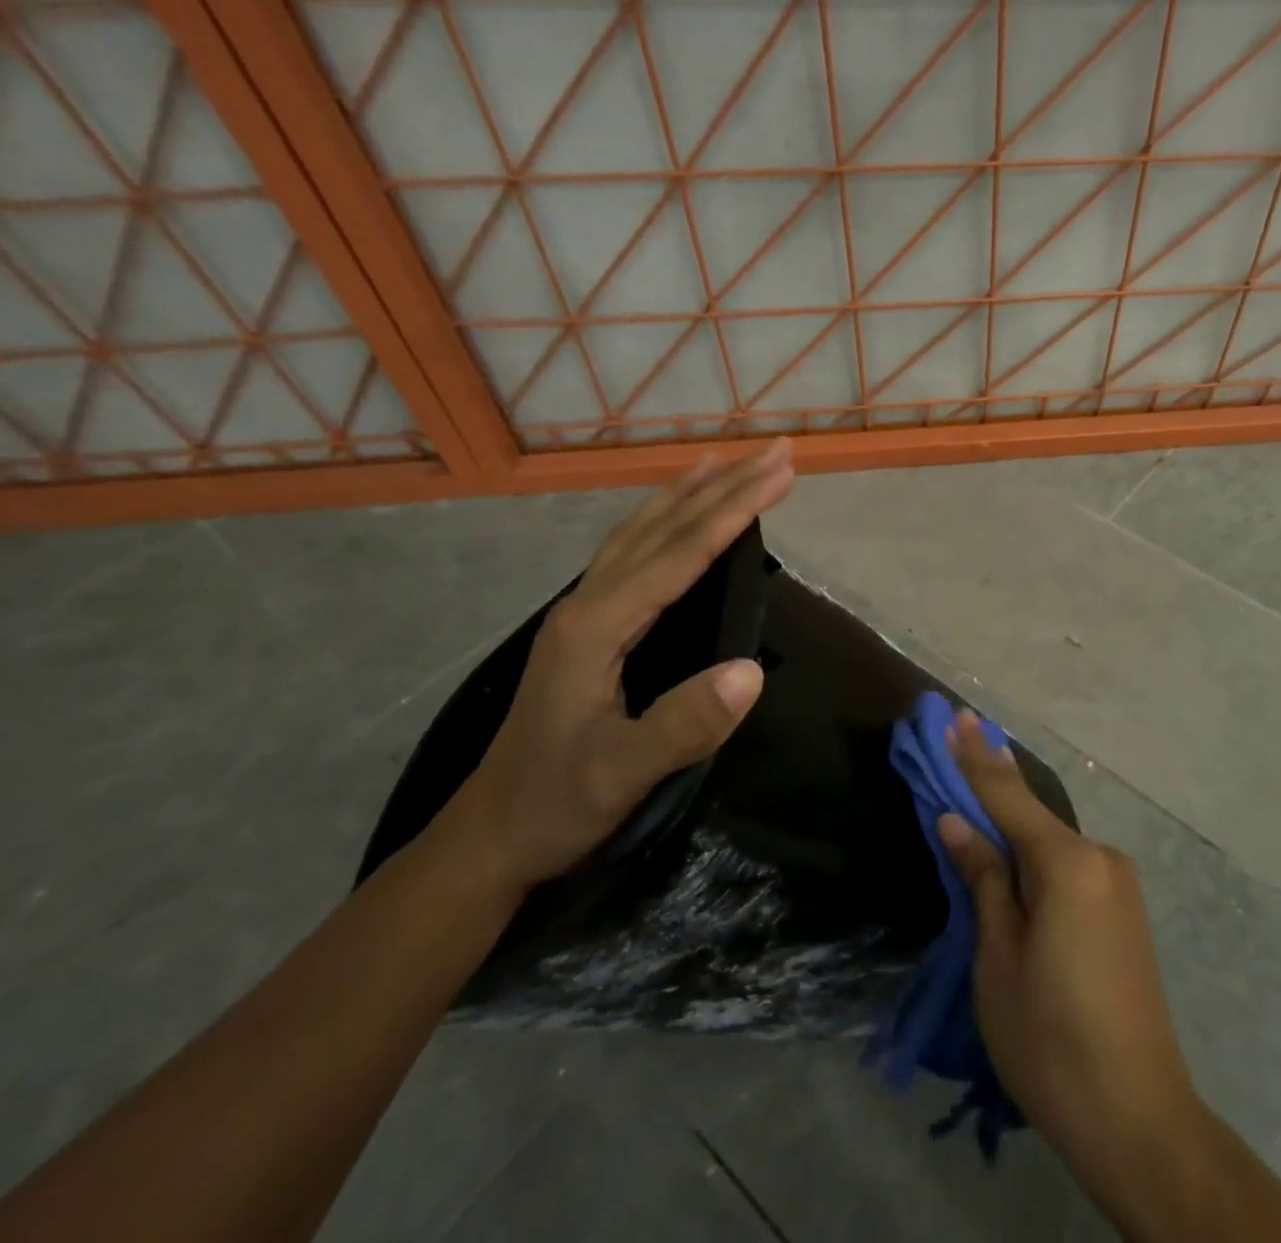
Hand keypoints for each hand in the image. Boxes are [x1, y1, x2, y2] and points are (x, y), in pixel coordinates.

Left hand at [440, 441, 794, 893]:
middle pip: (663, 527)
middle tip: (777, 451)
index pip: (680, 553)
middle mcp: (589, 603)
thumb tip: (753, 670)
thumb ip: (684, 724)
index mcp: (597, 625)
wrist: (492, 835)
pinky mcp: (589, 626)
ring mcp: (584, 611)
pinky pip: (632, 552)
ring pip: (642, 532)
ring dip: (690, 493)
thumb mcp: (623, 774)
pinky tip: (675, 517)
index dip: (734, 510)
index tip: (781, 474)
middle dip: (723, 485)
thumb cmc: (559, 803)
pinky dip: (663, 520)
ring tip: (726, 462)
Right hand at [938, 712, 1201, 1186]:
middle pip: (1033, 813)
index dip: (975, 757)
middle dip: (994, 777)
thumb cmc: (1050, 1040)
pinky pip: (1070, 863)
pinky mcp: (1125, 909)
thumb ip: (983, 880)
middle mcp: (1100, 857)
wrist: (1138, 1118)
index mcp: (1067, 863)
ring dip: (1014, 817)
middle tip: (965, 728)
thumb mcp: (998, 960)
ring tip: (980, 783)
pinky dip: (1037, 848)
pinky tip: (1016, 844)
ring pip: (1051, 839)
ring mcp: (1118, 882)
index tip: (956, 715)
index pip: (1007, 796)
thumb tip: (957, 822)